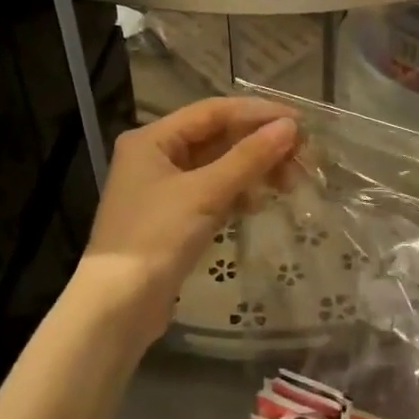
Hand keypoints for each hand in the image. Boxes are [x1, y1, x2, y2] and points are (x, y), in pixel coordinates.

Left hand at [73, 96, 298, 346]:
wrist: (118, 307)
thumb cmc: (156, 238)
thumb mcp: (205, 193)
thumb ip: (249, 157)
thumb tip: (290, 127)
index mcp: (153, 139)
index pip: (213, 111)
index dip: (258, 113)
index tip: (300, 121)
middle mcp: (156, 156)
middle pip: (217, 138)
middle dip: (259, 145)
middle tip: (301, 158)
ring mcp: (164, 188)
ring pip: (219, 166)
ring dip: (253, 170)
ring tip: (288, 184)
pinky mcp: (174, 218)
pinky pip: (214, 192)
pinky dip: (238, 193)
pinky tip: (259, 203)